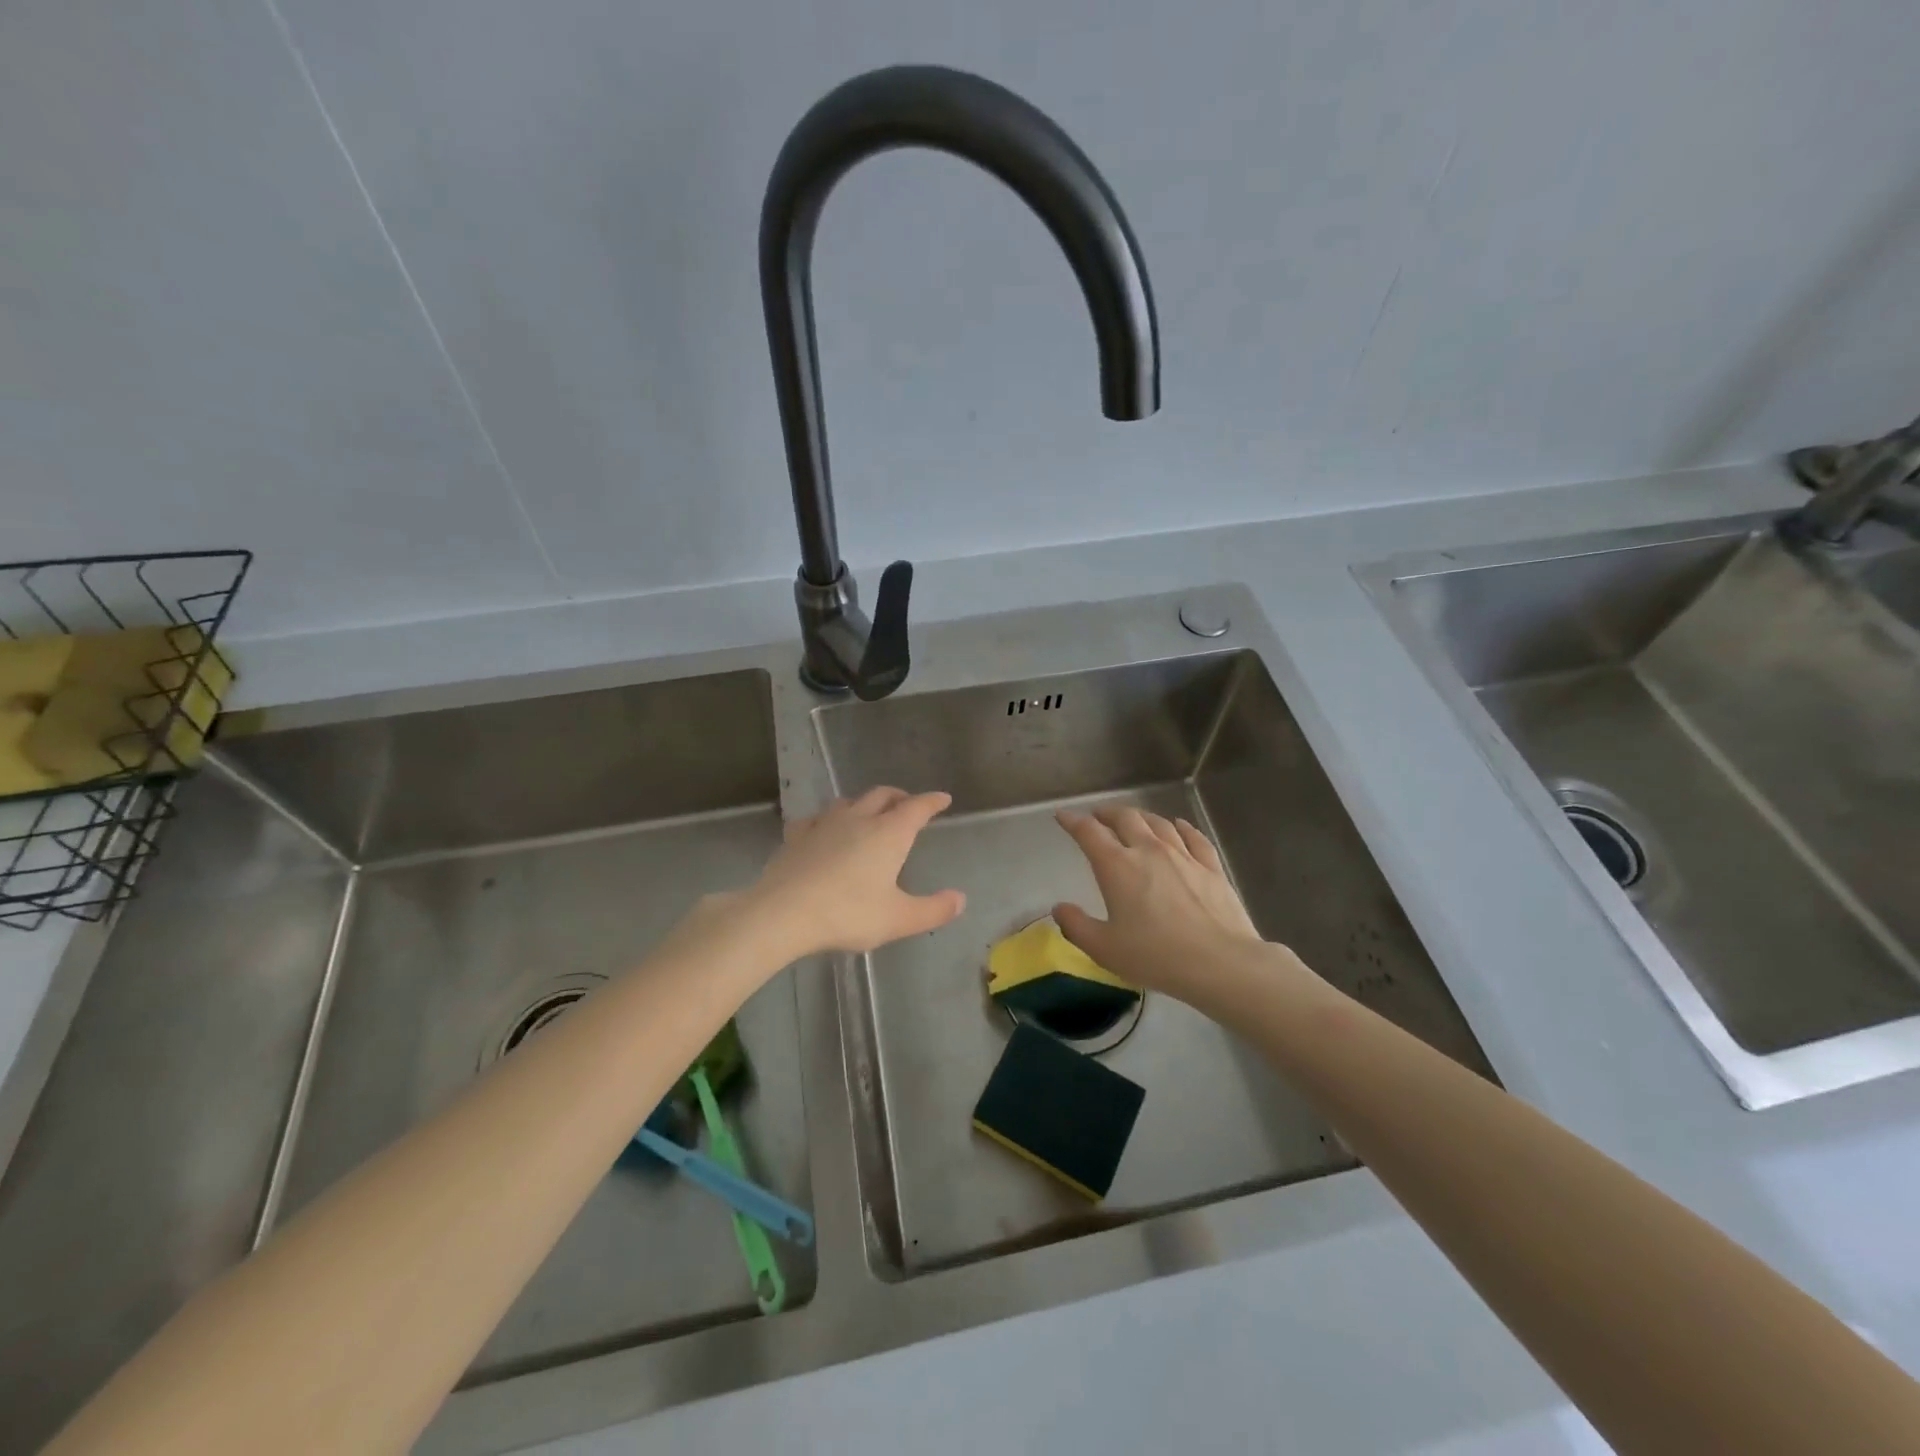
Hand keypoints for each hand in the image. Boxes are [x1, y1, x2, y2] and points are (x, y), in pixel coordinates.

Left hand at [744, 788, 964, 958]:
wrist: (784, 913)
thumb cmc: (848, 913)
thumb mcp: (898, 919)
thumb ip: (933, 909)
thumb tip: (960, 899)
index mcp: (889, 833)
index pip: (917, 808)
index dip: (932, 801)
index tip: (943, 799)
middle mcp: (859, 819)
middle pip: (883, 795)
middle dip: (900, 797)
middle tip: (908, 804)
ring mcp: (824, 824)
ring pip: (849, 801)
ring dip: (865, 803)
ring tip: (869, 813)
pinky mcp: (797, 836)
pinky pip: (816, 818)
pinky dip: (828, 820)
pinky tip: (823, 829)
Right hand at [1053, 806, 1263, 1002]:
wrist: (1220, 963)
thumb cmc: (1155, 956)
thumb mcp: (1104, 949)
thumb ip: (1076, 926)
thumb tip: (1059, 908)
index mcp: (1117, 866)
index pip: (1089, 832)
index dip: (1072, 821)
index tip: (1063, 815)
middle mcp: (1149, 850)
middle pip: (1125, 818)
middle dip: (1107, 813)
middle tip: (1098, 817)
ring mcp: (1184, 856)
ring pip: (1159, 823)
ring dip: (1141, 817)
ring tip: (1134, 819)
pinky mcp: (1211, 867)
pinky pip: (1194, 837)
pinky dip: (1182, 828)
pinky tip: (1179, 826)